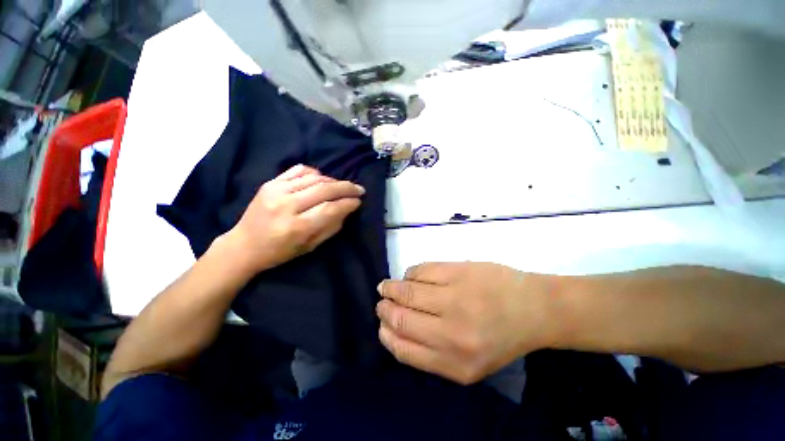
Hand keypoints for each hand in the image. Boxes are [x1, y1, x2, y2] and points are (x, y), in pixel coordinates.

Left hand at [224, 164, 363, 275]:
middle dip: (346, 187)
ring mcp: (276, 190)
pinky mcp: (270, 183)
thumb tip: (347, 209)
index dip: (348, 203)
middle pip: (324, 189)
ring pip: (314, 178)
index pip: (330, 208)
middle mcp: (286, 206)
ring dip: (333, 181)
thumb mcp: (310, 247)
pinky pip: (299, 170)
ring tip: (343, 186)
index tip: (359, 201)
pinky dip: (315, 173)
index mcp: (296, 227)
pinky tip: (322, 179)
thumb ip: (331, 227)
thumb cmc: (280, 252)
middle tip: (359, 189)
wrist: (244, 245)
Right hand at [376, 262, 557, 384]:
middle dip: (385, 309)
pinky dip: (410, 274)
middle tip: (382, 302)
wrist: (533, 308)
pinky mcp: (457, 271)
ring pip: (407, 291)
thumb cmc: (501, 337)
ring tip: (387, 287)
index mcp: (454, 362)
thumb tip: (398, 329)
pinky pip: (421, 271)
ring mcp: (454, 297)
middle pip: (401, 317)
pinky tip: (409, 276)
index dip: (386, 334)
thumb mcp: (469, 363)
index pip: (403, 348)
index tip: (382, 324)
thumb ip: (432, 353)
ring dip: (391, 288)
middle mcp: (451, 332)